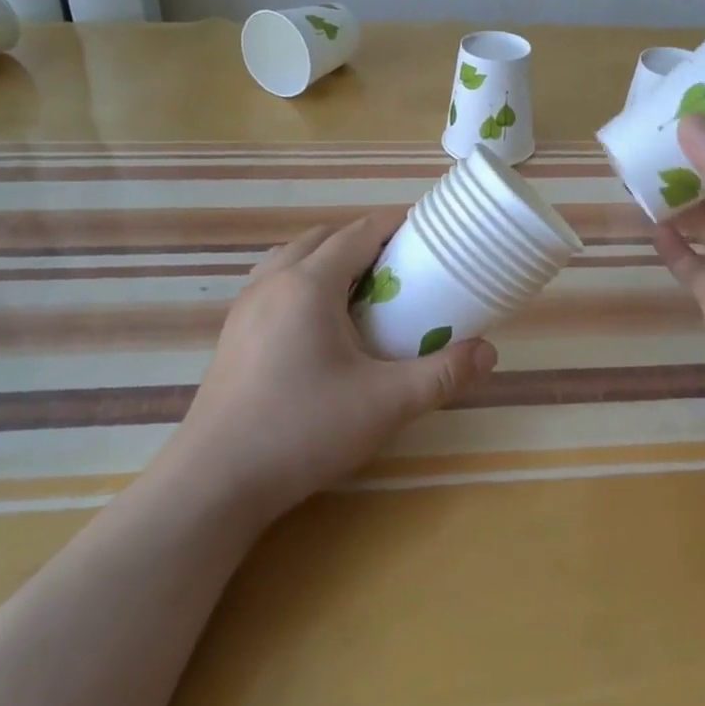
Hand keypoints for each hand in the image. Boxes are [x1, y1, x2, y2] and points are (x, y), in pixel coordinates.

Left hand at [175, 210, 497, 517]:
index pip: (359, 232)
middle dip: (365, 240)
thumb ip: (442, 374)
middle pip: (324, 237)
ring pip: (293, 257)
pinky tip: (319, 324)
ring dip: (330, 258)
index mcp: (309, 283)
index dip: (396, 224)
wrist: (215, 481)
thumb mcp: (386, 404)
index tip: (429, 232)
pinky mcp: (233, 334)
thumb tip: (489, 353)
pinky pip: (274, 283)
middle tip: (402, 267)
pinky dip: (304, 281)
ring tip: (362, 291)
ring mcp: (246, 306)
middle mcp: (273, 281)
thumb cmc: (303, 430)